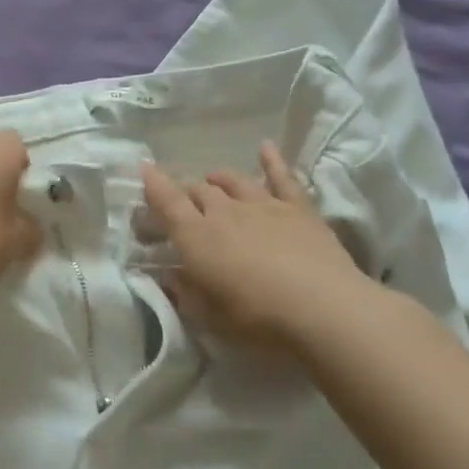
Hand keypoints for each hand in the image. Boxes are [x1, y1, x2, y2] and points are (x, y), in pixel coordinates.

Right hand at [140, 141, 380, 348]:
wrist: (324, 309)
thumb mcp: (210, 317)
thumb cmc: (259, 320)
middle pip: (199, 190)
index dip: (154, 184)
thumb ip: (186, 293)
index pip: (167, 202)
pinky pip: (282, 177)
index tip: (144, 168)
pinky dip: (272, 160)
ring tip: (212, 180)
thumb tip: (171, 276)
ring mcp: (263, 205)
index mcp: (197, 237)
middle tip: (183, 204)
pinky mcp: (298, 209)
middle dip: (186, 192)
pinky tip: (265, 147)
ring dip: (219, 178)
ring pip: (233, 181)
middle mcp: (224, 212)